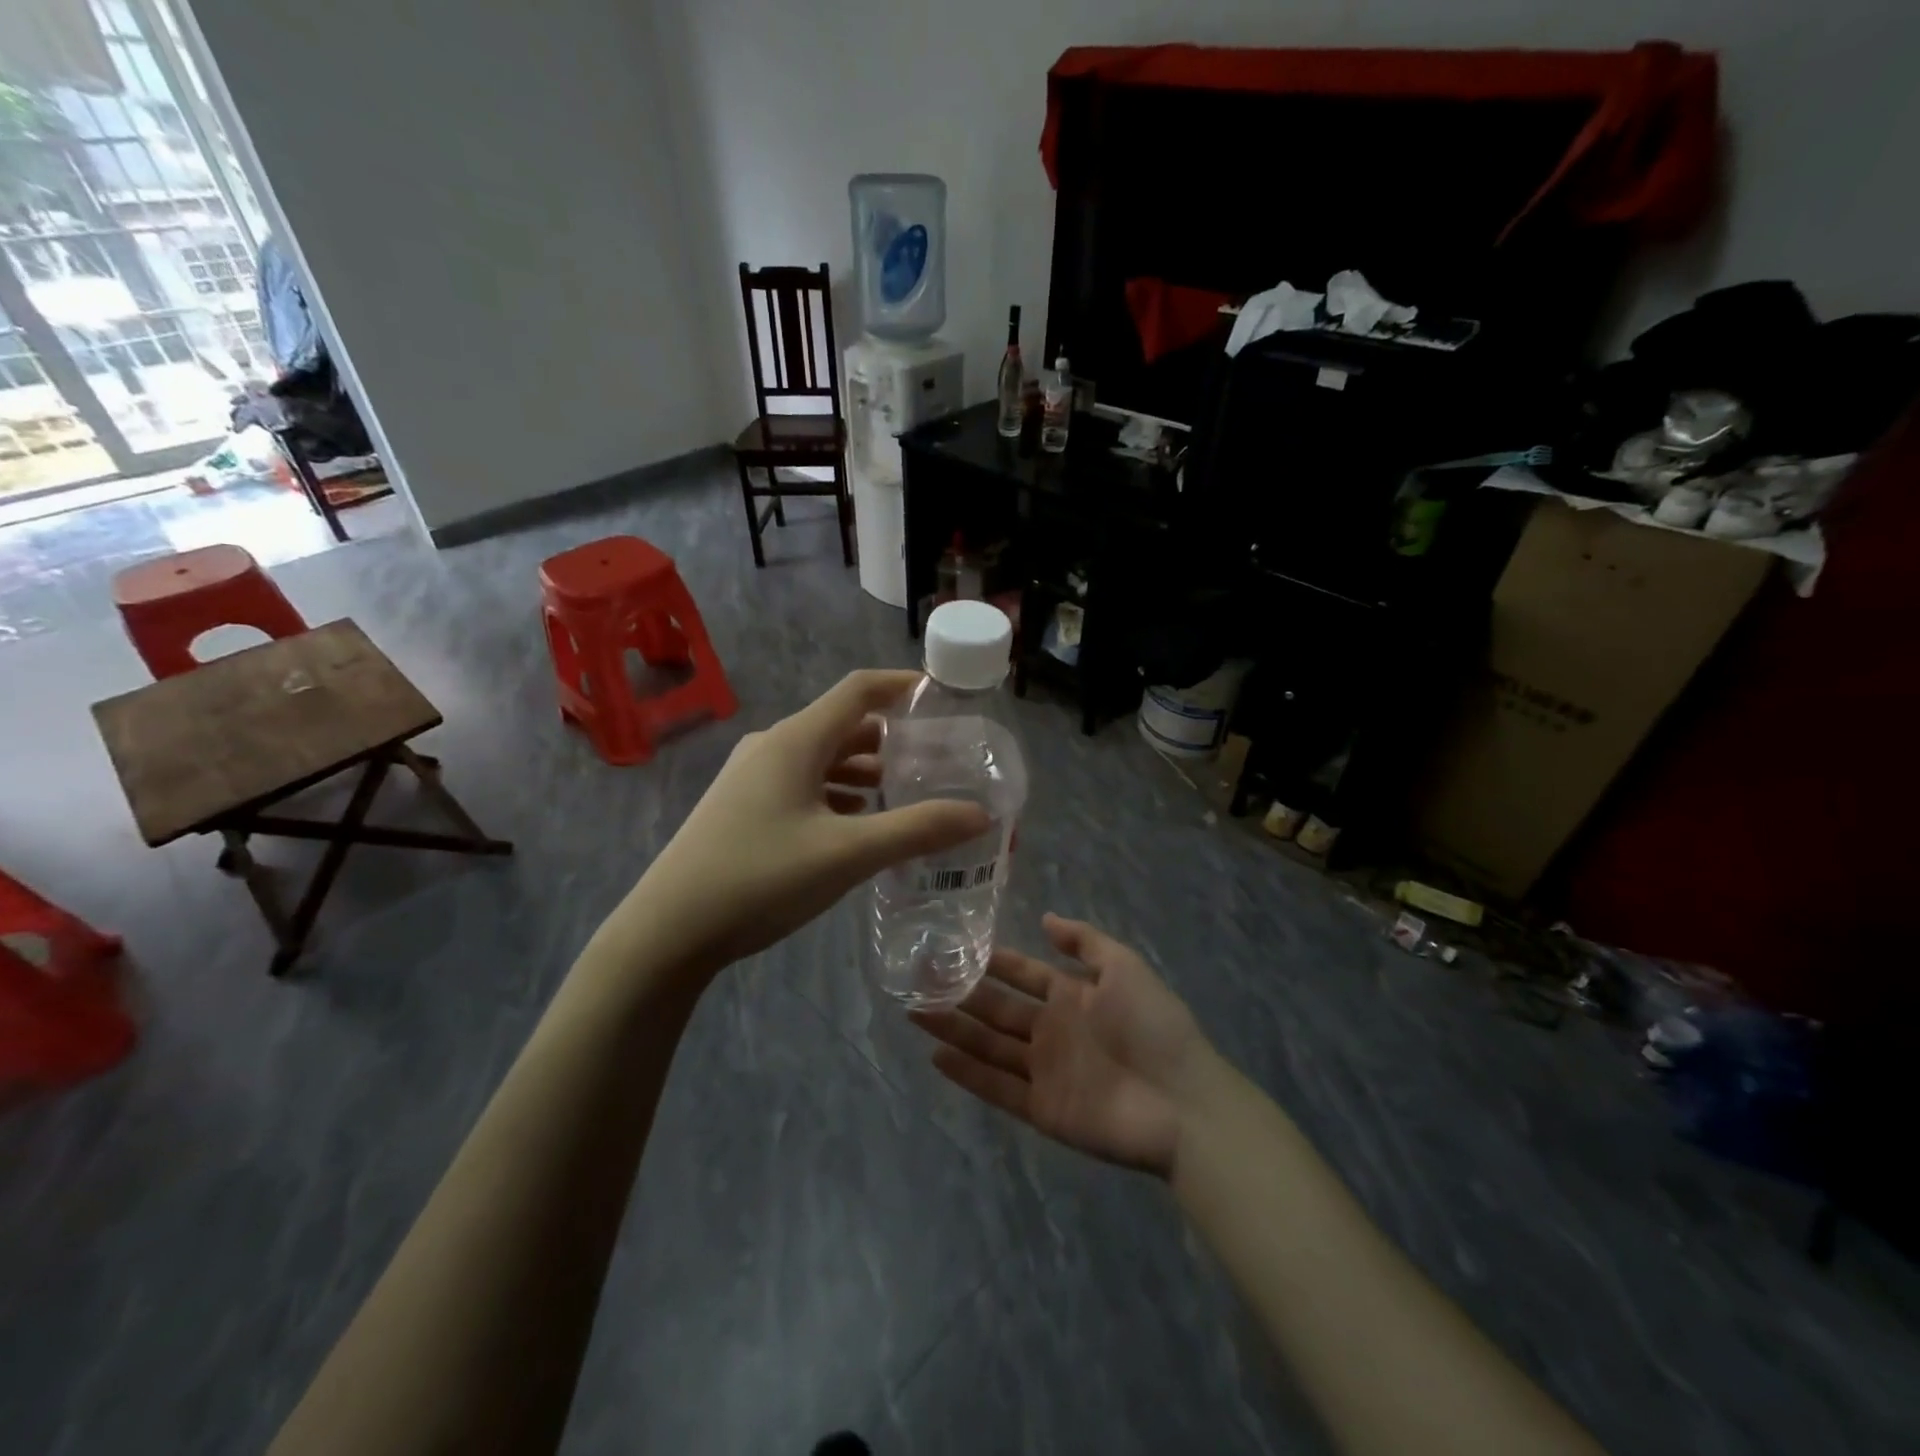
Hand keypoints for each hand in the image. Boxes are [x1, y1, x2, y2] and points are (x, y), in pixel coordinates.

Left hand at [623, 671, 990, 979]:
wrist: (668, 930)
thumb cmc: (760, 878)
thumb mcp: (848, 854)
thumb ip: (917, 830)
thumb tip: (980, 814)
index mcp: (796, 740)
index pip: (858, 690)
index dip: (901, 685)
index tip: (942, 696)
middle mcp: (773, 747)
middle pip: (842, 725)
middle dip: (891, 739)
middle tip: (936, 760)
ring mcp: (752, 778)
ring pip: (822, 759)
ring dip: (864, 770)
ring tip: (904, 794)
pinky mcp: (742, 807)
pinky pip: (802, 785)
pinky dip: (837, 794)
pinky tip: (857, 824)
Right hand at [912, 915, 1212, 1177]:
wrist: (1182, 1101)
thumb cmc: (1153, 1025)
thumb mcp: (1125, 967)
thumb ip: (1084, 942)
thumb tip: (1045, 919)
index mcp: (1072, 996)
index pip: (1023, 974)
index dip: (992, 963)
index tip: (953, 947)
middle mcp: (1052, 1031)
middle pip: (997, 1010)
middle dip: (960, 994)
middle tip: (918, 980)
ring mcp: (1045, 1071)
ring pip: (989, 1046)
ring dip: (954, 1030)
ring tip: (914, 1011)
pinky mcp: (1042, 1109)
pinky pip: (997, 1088)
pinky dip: (967, 1074)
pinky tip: (935, 1056)